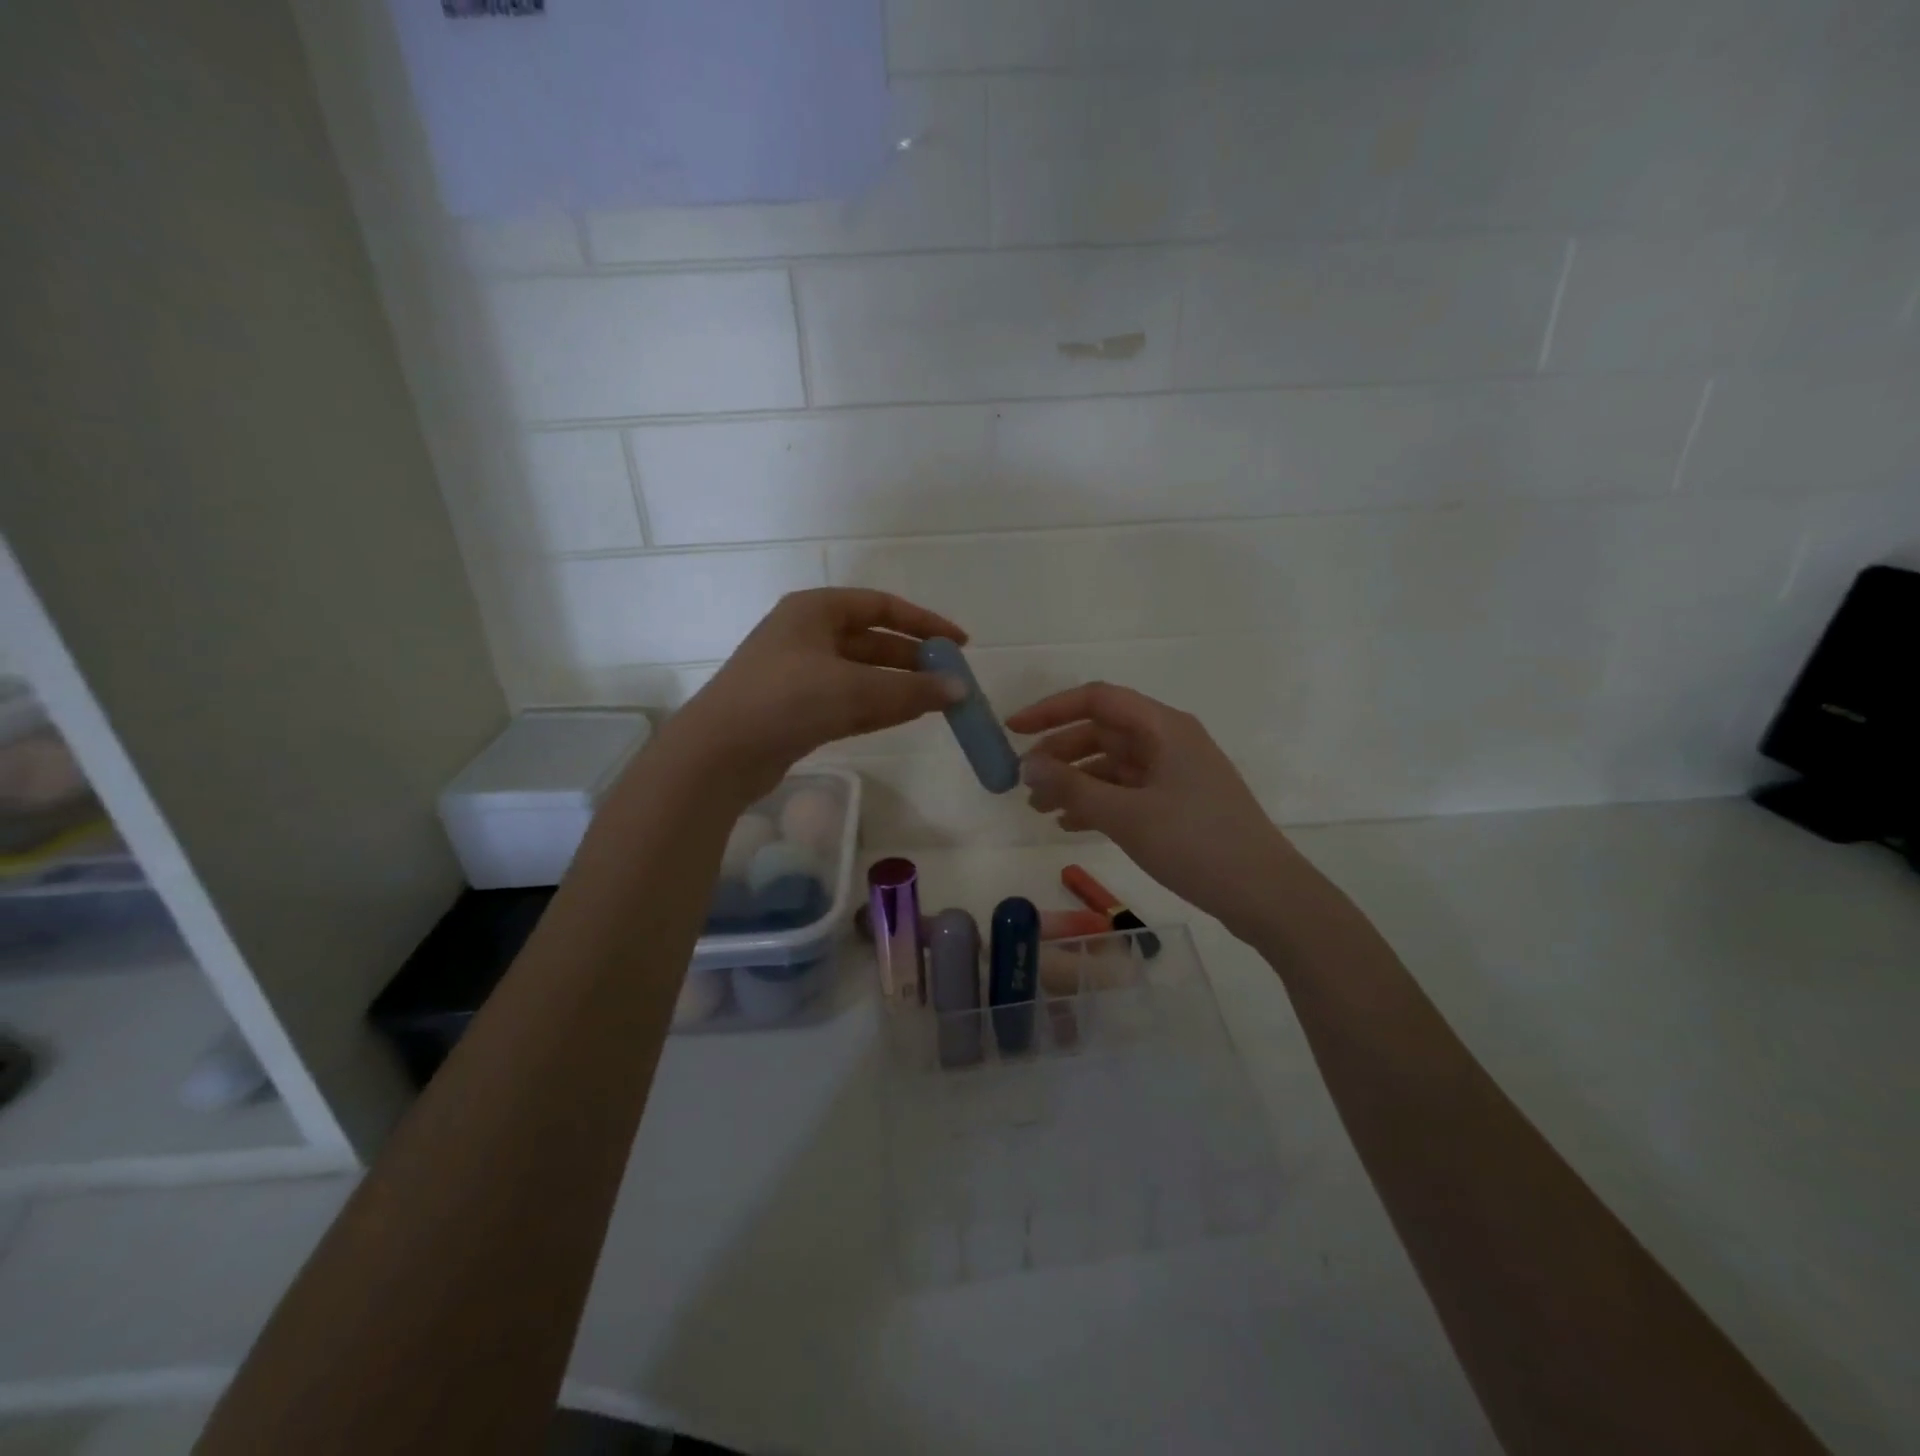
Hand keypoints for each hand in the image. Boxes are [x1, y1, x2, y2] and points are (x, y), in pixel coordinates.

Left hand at [665, 589, 965, 799]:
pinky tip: (909, 716)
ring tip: (940, 702)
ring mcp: (800, 674)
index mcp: (815, 611)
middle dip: (914, 660)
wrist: (719, 754)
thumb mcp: (855, 690)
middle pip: (873, 642)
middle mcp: (807, 635)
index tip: (959, 644)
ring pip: (863, 675)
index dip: (924, 623)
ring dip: (900, 686)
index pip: (881, 607)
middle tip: (952, 680)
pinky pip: (849, 701)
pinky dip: (879, 707)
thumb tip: (960, 690)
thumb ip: (912, 690)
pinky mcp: (797, 710)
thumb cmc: (786, 700)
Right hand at [1008, 683, 1295, 936]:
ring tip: (1039, 809)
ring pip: (1112, 764)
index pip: (1097, 699)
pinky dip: (1097, 802)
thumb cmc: (1196, 844)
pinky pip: (1127, 791)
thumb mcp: (1126, 816)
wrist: (1265, 894)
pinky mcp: (1179, 802)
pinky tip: (1070, 825)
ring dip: (1075, 782)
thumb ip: (1072, 787)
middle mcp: (1169, 741)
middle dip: (1060, 754)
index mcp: (1163, 727)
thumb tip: (1027, 765)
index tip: (1013, 730)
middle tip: (1023, 781)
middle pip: (1102, 732)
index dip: (1050, 710)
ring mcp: (1175, 773)